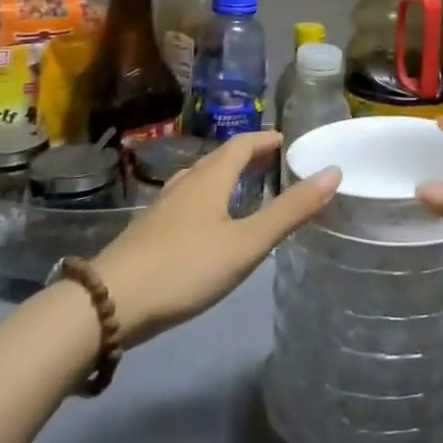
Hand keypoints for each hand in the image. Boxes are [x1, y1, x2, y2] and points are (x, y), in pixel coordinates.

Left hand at [91, 132, 338, 346]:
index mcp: (209, 178)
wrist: (109, 303)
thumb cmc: (185, 267)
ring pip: (198, 180)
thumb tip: (333, 172)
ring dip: (223, 176)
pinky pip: (185, 201)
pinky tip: (205, 224)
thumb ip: (289, 211)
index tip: (285, 141)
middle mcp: (185, 183)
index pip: (241, 144)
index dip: (264, 139)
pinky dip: (205, 199)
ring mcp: (161, 207)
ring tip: (241, 188)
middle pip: (218, 159)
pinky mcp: (148, 231)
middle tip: (271, 162)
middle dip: (246, 156)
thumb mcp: (246, 244)